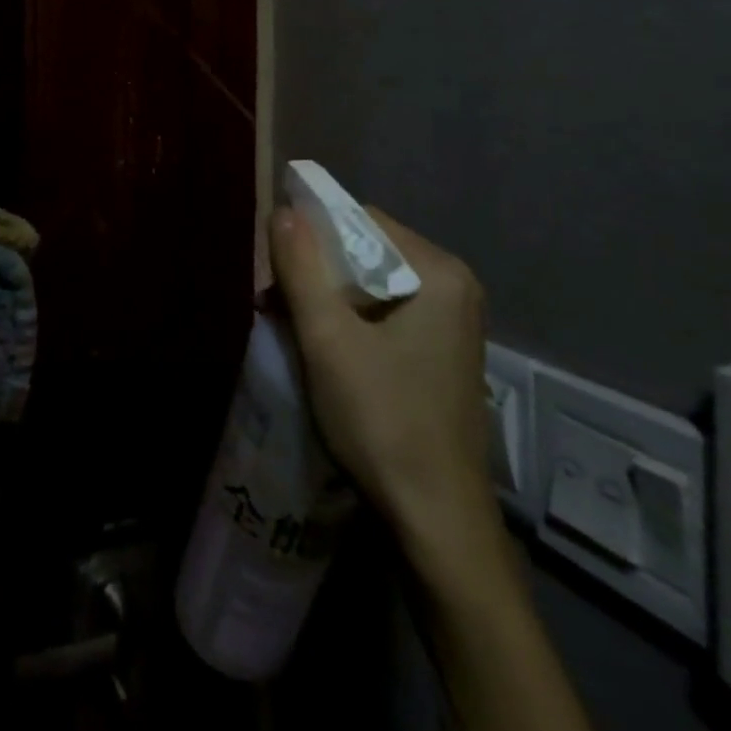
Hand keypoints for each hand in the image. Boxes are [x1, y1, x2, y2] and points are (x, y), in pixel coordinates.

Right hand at [271, 203, 497, 569]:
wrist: (436, 521)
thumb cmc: (382, 420)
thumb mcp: (327, 339)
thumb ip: (302, 267)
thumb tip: (282, 209)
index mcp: (439, 272)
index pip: (363, 220)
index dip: (313, 235)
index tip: (276, 270)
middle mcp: (454, 286)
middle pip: (369, 251)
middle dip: (317, 271)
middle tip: (276, 303)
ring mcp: (453, 321)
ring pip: (374, 284)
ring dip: (328, 297)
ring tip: (289, 325)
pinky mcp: (442, 351)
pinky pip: (387, 312)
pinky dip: (350, 320)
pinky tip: (323, 347)